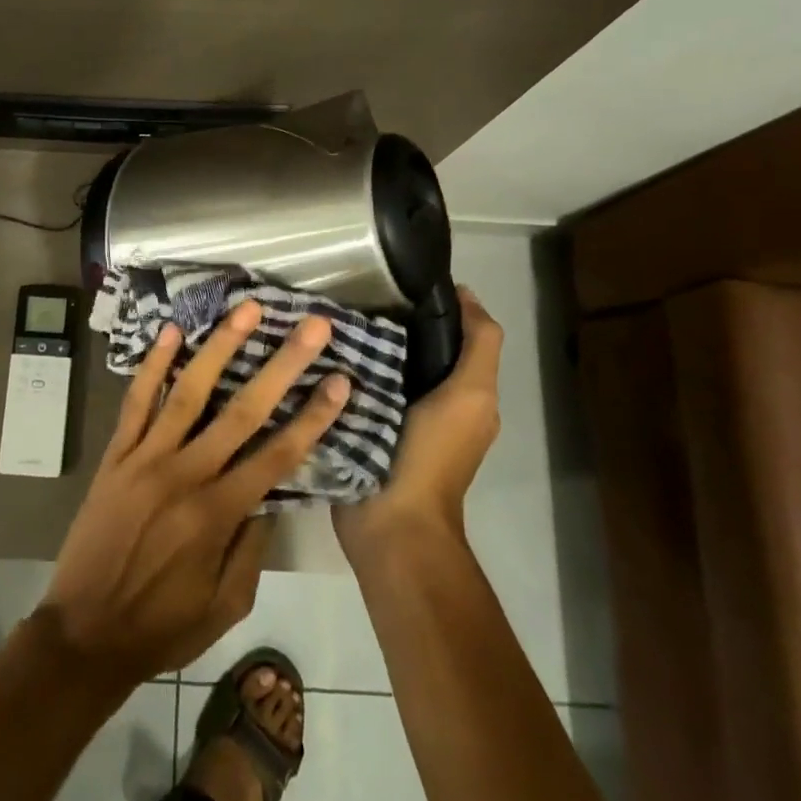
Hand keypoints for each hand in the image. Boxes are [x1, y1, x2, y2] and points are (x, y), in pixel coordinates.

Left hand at [39, 301, 351, 684]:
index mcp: (218, 514)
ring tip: (247, 310)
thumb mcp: (226, 605)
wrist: (83, 633)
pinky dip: (152, 365)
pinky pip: (135, 402)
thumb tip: (271, 494)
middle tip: (311, 326)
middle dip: (282, 365)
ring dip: (221, 347)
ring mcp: (145, 458)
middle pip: (243, 410)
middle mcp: (185, 475)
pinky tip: (170, 331)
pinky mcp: (115, 454)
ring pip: (189, 391)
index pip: (278, 454)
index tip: (341, 379)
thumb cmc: (162, 626)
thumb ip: (253, 548)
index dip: (313, 416)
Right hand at [335, 286, 501, 558]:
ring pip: (383, 365)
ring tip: (333, 316)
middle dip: (391, 321)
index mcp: (464, 394)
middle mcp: (433, 402)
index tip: (397, 278)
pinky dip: (346, 368)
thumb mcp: (470, 395)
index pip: (454, 335)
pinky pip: (356, 387)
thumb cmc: (433, 455)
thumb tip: (466, 294)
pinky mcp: (362, 429)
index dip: (435, 304)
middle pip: (415, 348)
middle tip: (354, 295)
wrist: (392, 522)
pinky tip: (322, 351)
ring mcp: (395, 418)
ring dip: (365, 343)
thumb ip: (478, 347)